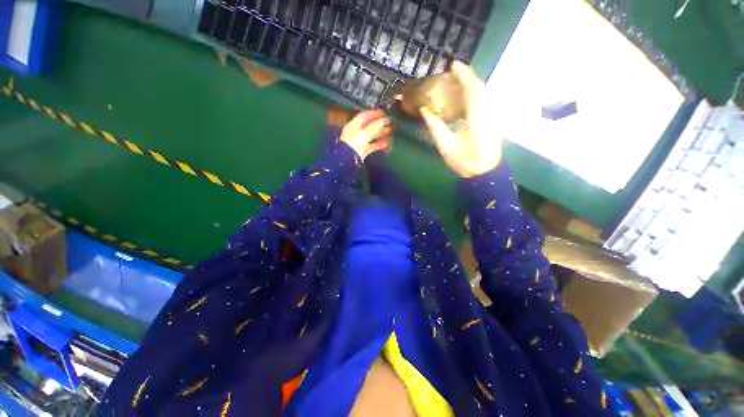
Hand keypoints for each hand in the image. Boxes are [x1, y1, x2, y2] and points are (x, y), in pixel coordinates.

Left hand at [340, 109, 391, 159]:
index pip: (364, 116)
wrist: (347, 161)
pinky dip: (378, 144)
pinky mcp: (362, 151)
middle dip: (378, 123)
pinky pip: (371, 146)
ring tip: (389, 130)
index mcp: (353, 125)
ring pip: (371, 136)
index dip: (373, 113)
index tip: (383, 112)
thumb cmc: (354, 144)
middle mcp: (356, 133)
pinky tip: (385, 143)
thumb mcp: (364, 134)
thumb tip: (383, 120)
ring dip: (380, 133)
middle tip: (388, 121)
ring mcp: (359, 142)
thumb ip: (374, 127)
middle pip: (368, 126)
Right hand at [420, 61, 501, 177]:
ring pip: (483, 93)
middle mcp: (487, 111)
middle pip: (479, 87)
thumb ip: (435, 126)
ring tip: (455, 82)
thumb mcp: (446, 146)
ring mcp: (492, 115)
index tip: (452, 65)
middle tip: (451, 73)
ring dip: (470, 84)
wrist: (485, 172)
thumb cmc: (465, 161)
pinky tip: (463, 97)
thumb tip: (424, 110)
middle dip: (466, 77)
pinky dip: (473, 94)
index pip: (472, 89)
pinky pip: (483, 100)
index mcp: (476, 117)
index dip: (463, 74)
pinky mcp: (492, 119)